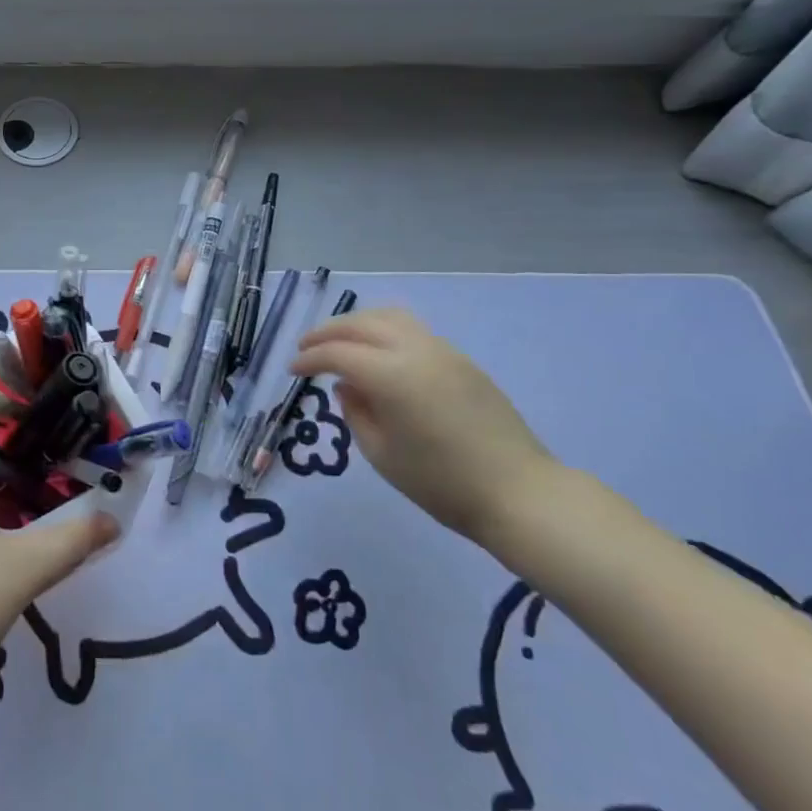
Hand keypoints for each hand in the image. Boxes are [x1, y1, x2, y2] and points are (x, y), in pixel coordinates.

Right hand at [289, 307, 555, 543]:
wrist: (519, 493)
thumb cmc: (441, 482)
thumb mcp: (381, 454)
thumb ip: (355, 412)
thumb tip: (346, 386)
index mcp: (391, 374)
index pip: (338, 353)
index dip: (310, 358)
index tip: (292, 370)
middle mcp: (415, 350)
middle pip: (361, 324)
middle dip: (328, 332)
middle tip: (306, 347)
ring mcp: (442, 351)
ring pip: (389, 317)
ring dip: (357, 324)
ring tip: (340, 341)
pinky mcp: (461, 360)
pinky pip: (413, 330)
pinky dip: (384, 331)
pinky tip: (378, 354)